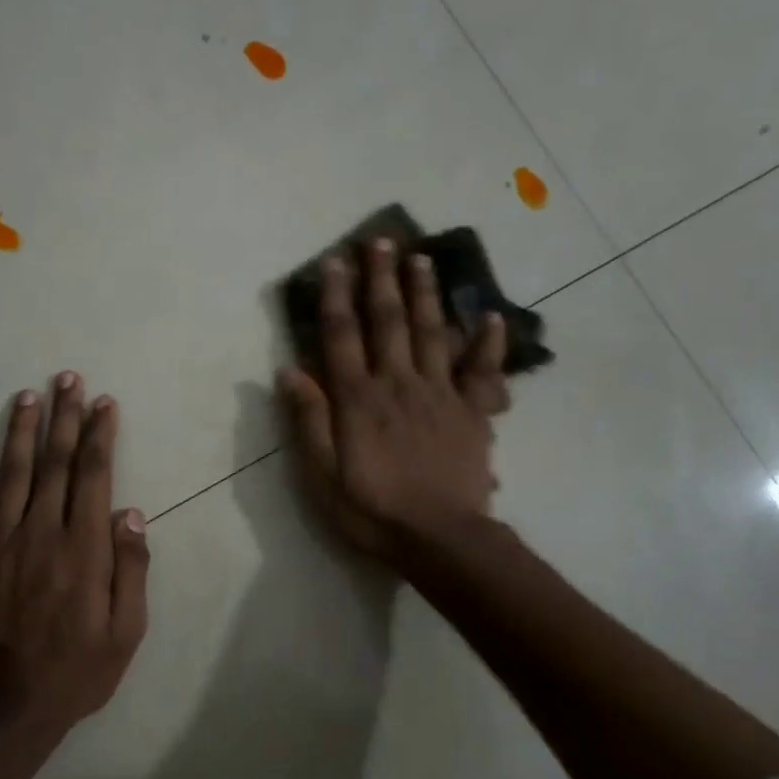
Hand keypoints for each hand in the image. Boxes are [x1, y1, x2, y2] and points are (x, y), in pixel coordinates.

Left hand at [0, 372, 149, 737]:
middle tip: (66, 379)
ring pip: (11, 475)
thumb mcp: (126, 632)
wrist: (3, 712)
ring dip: (20, 433)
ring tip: (27, 397)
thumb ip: (131, 568)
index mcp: (82, 549)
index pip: (93, 476)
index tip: (103, 403)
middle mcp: (39, 534)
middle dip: (63, 418)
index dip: (99, 435)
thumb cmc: (74, 673)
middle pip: (54, 463)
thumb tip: (130, 512)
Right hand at [276, 239, 507, 559]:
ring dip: (425, 293)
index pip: (342, 335)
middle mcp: (398, 383)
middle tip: (381, 240)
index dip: (337, 295)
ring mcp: (439, 394)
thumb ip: (308, 419)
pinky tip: (490, 316)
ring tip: (421, 259)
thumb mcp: (322, 474)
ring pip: (432, 333)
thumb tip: (288, 371)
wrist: (440, 539)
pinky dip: (488, 343)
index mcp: (358, 398)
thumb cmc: (372, 510)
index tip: (335, 260)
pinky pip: (482, 371)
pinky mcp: (471, 412)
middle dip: (382, 278)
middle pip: (389, 321)